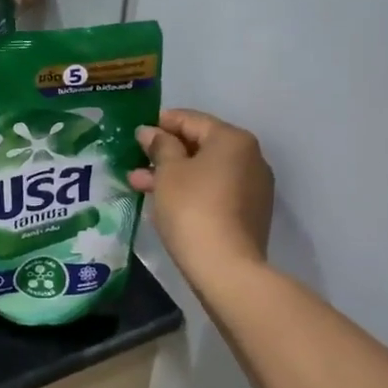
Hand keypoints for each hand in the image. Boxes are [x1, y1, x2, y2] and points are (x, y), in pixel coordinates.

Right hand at [130, 110, 274, 281]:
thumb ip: (160, 146)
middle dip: (165, 152)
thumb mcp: (168, 172)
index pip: (192, 120)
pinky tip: (164, 201)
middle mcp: (250, 157)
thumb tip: (150, 132)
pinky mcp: (249, 213)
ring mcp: (253, 187)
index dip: (161, 123)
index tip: (136, 132)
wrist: (225, 267)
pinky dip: (190, 191)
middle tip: (135, 160)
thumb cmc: (192, 208)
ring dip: (173, 174)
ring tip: (138, 184)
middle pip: (201, 145)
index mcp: (233, 139)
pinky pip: (215, 191)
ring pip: (205, 171)